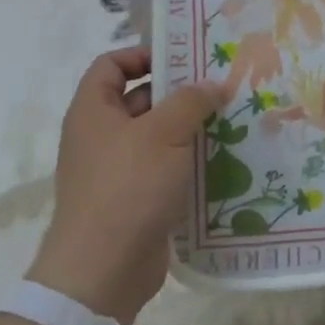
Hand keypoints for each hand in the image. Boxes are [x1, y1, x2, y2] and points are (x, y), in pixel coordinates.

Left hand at [30, 47, 229, 324]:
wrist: (104, 269)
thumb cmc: (128, 186)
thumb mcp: (164, 133)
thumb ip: (191, 101)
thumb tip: (213, 84)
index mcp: (93, 110)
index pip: (111, 64)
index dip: (143, 54)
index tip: (183, 59)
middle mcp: (100, 136)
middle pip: (139, 99)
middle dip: (178, 93)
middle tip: (221, 88)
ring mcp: (116, 170)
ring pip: (156, 137)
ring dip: (189, 129)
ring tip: (231, 121)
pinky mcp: (134, 200)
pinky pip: (163, 169)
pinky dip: (187, 163)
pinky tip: (222, 161)